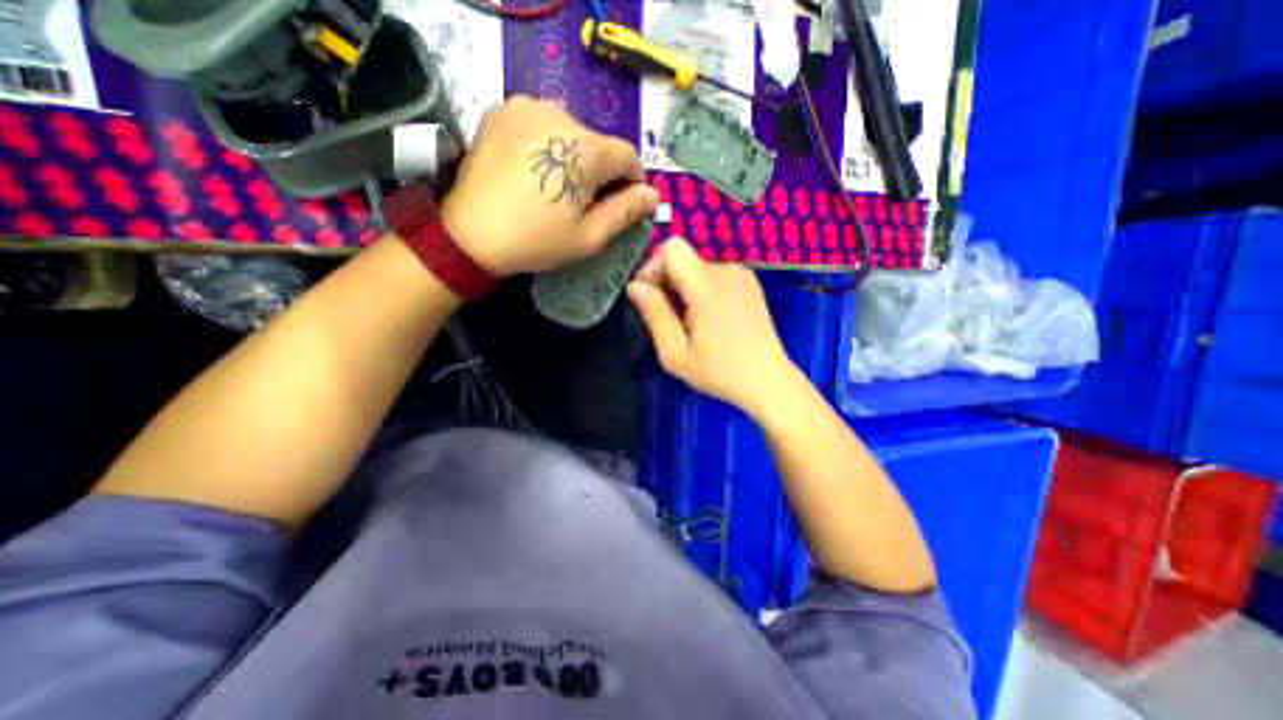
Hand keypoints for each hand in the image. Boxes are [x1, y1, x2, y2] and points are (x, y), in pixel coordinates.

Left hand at [441, 97, 661, 274]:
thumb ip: (626, 212)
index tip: (623, 204)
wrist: (470, 234)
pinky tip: (533, 170)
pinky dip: (546, 144)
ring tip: (555, 187)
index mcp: (585, 148)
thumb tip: (652, 195)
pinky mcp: (501, 110)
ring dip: (573, 157)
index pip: (628, 156)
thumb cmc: (537, 240)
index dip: (632, 182)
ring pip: (570, 132)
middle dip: (601, 172)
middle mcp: (559, 113)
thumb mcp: (589, 236)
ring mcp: (526, 107)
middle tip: (584, 203)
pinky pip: (540, 125)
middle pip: (598, 144)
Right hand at [626, 235, 799, 416]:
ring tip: (689, 322)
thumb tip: (635, 286)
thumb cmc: (719, 372)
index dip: (654, 268)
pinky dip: (701, 289)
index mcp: (707, 286)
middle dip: (666, 281)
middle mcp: (727, 270)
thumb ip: (654, 314)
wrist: (769, 381)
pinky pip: (714, 274)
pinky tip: (708, 318)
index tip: (651, 298)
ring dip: (683, 288)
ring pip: (697, 267)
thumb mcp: (675, 353)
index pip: (672, 248)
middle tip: (668, 318)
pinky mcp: (749, 283)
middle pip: (684, 258)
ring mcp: (742, 274)